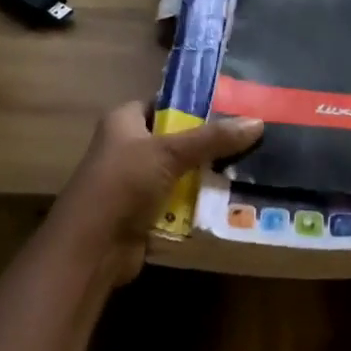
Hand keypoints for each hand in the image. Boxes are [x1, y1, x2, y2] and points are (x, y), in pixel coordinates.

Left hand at [41, 103, 263, 284]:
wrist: (92, 247)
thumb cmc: (123, 183)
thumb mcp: (169, 153)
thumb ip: (212, 138)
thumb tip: (258, 122)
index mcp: (123, 122)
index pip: (163, 103)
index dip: (192, 103)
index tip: (231, 105)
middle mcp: (127, 148)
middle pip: (176, 139)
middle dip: (208, 142)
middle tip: (249, 137)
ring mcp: (135, 183)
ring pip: (181, 172)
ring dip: (207, 175)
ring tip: (250, 167)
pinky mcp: (144, 213)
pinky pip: (179, 202)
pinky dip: (199, 202)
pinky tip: (231, 199)